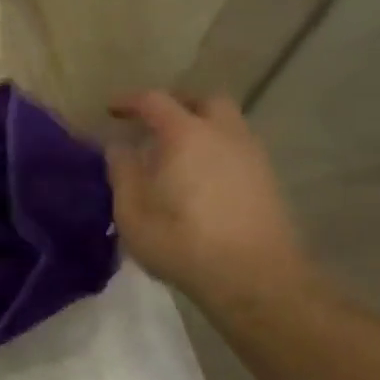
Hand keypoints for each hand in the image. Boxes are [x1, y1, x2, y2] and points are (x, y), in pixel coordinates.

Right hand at [106, 92, 313, 310]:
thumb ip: (122, 173)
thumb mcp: (133, 214)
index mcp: (185, 134)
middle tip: (155, 124)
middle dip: (177, 105)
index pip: (154, 101)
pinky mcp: (268, 180)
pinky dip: (218, 150)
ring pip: (227, 123)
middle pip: (204, 100)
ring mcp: (251, 155)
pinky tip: (203, 178)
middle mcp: (223, 133)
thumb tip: (119, 147)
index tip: (111, 110)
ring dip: (202, 127)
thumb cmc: (184, 243)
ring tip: (179, 154)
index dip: (130, 101)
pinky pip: (238, 148)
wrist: (257, 278)